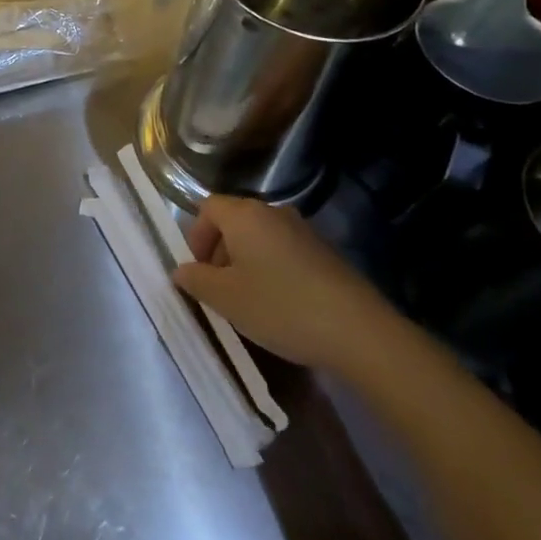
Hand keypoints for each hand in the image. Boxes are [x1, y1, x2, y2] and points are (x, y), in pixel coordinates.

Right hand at [172, 195, 395, 370]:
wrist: (358, 332)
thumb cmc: (280, 307)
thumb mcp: (225, 299)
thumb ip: (195, 280)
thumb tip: (181, 270)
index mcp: (244, 215)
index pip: (207, 207)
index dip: (195, 236)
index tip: (198, 271)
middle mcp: (273, 212)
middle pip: (234, 220)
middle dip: (219, 250)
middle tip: (218, 288)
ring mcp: (303, 230)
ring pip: (259, 237)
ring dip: (245, 261)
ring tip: (248, 299)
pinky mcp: (325, 252)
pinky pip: (284, 251)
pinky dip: (271, 268)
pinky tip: (279, 303)